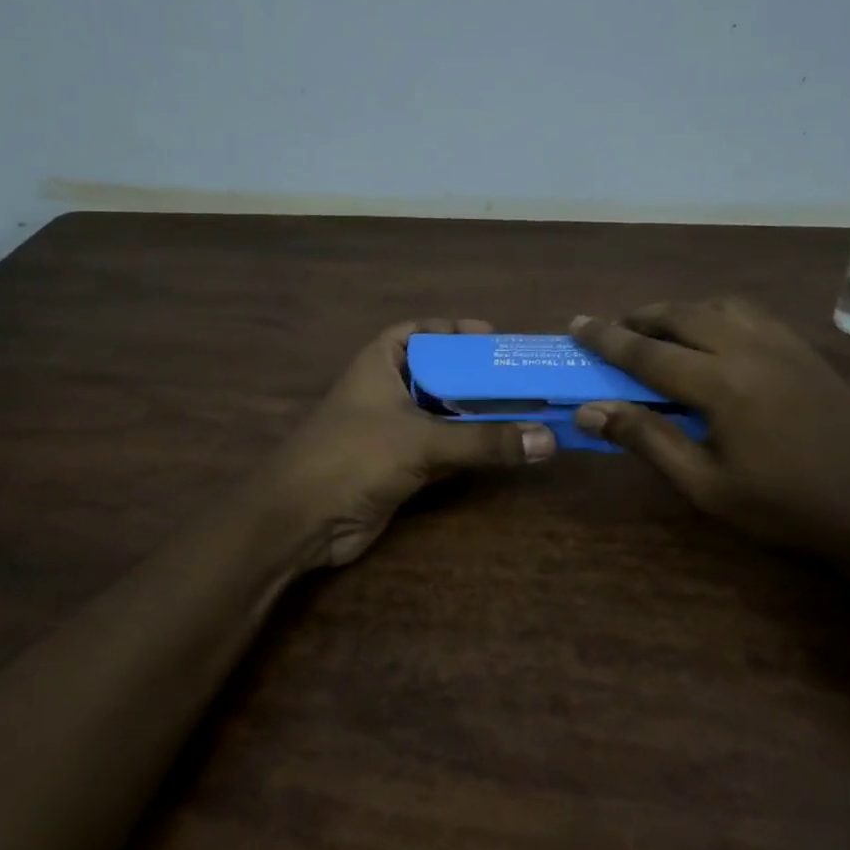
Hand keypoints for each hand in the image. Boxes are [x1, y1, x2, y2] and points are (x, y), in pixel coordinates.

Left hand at [259, 319, 555, 567]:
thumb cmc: (355, 456)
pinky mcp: (398, 468)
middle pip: (438, 375)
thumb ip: (483, 441)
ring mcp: (391, 432)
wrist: (302, 519)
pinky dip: (468, 450)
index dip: (453, 330)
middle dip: (476, 378)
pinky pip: (441, 451)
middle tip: (523, 379)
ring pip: (442, 416)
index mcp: (380, 363)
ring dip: (477, 417)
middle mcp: (386, 392)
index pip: (419, 332)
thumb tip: (548, 440)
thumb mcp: (421, 440)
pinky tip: (503, 450)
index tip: (493, 337)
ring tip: (526, 411)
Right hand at [570, 300, 849, 557]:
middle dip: (638, 318)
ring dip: (679, 312)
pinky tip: (712, 338)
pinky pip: (749, 314)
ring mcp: (782, 344)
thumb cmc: (784, 507)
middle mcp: (749, 349)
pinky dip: (716, 314)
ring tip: (658, 333)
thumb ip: (647, 440)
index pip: (647, 352)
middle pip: (681, 315)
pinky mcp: (804, 350)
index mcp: (721, 384)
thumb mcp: (705, 485)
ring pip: (717, 306)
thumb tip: (590, 412)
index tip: (575, 324)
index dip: (606, 339)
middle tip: (611, 332)